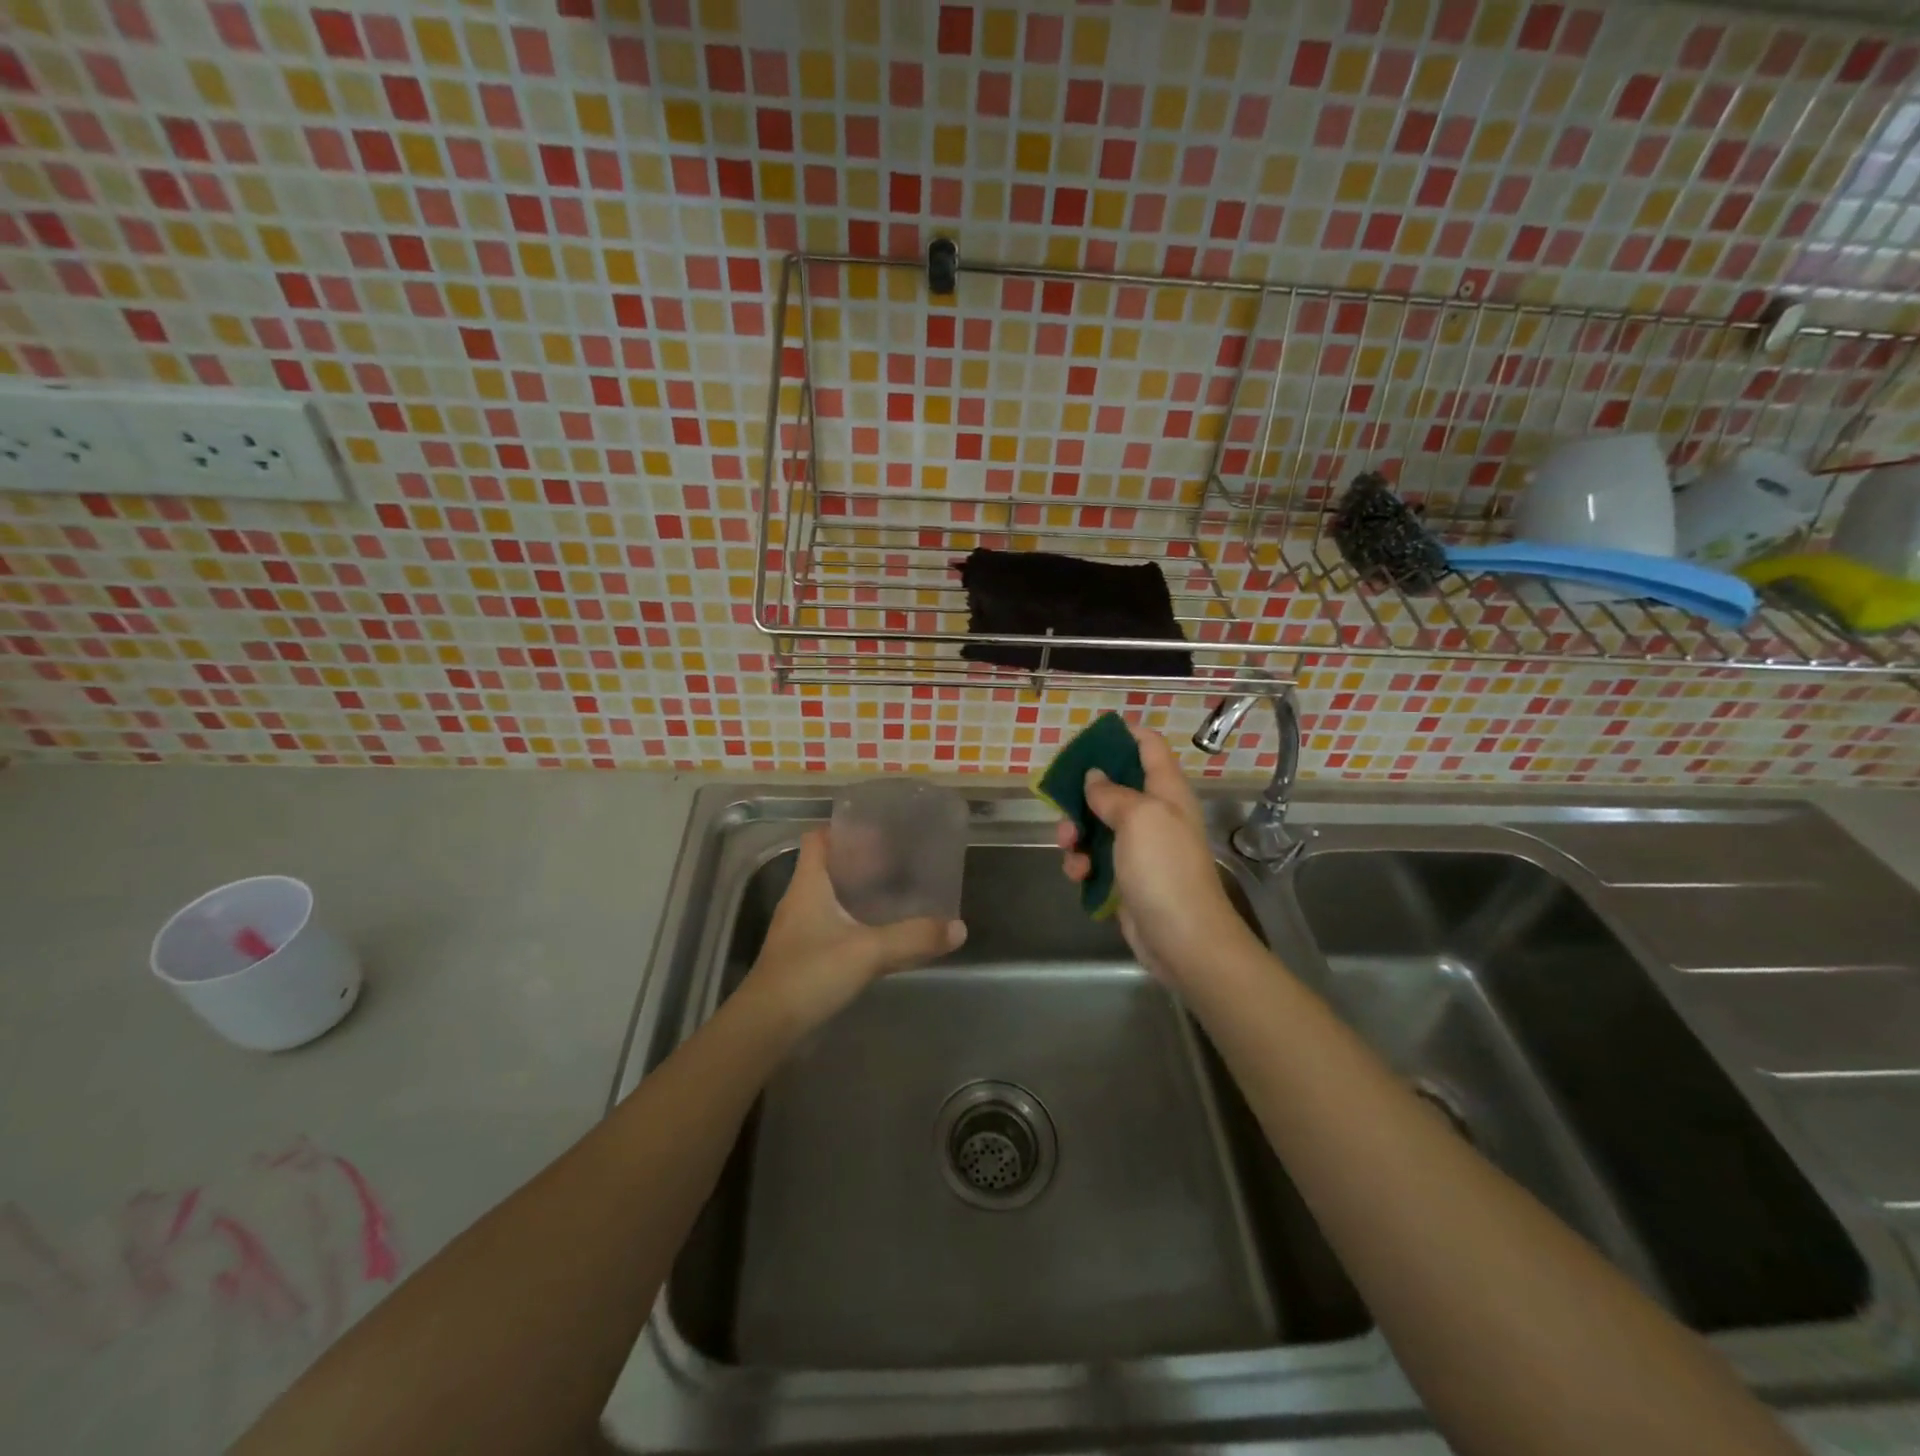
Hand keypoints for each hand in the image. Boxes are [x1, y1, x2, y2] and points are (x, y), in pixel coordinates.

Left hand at [741, 829, 965, 1032]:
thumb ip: (913, 937)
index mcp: (808, 885)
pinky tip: (879, 935)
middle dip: (861, 862)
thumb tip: (959, 928)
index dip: (844, 830)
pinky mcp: (803, 958)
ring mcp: (799, 931)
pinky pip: (832, 927)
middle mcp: (800, 901)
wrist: (766, 1028)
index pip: (818, 839)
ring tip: (895, 894)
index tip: (878, 831)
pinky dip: (854, 923)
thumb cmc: (810, 974)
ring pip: (831, 899)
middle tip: (898, 862)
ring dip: (858, 894)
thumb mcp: (868, 951)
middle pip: (828, 867)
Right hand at [1055, 721, 1251, 986]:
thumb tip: (1094, 776)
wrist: (1182, 939)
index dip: (1122, 734)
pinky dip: (1082, 863)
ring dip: (1076, 832)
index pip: (1149, 746)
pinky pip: (1095, 859)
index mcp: (1166, 791)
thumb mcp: (1139, 817)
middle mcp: (1154, 814)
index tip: (1089, 736)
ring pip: (1096, 824)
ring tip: (1068, 846)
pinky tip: (1078, 875)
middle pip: (1113, 785)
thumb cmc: (1164, 869)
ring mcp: (1140, 848)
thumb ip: (1112, 792)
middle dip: (1083, 791)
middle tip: (1062, 800)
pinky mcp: (1125, 877)